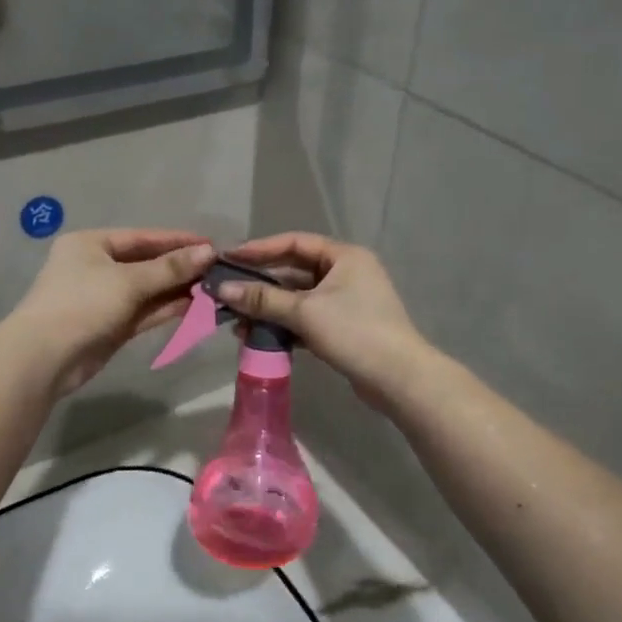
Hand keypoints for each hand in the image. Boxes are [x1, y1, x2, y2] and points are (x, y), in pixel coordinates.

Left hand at [6, 230, 216, 397]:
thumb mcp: (128, 281)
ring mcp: (103, 298)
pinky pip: (144, 311)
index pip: (142, 237)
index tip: (212, 245)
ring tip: (214, 287)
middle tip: (218, 269)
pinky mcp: (110, 326)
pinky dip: (166, 308)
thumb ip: (169, 268)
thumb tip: (209, 252)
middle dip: (180, 267)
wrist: (44, 358)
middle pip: (146, 263)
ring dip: (177, 289)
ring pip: (147, 290)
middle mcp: (96, 266)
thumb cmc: (82, 304)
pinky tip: (195, 305)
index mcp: (91, 243)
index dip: (177, 241)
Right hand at [214, 233, 429, 409]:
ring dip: (269, 309)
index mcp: (344, 256)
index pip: (294, 243)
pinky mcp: (343, 328)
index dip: (259, 249)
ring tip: (236, 321)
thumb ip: (263, 299)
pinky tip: (258, 337)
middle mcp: (346, 273)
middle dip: (260, 285)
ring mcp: (346, 302)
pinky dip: (284, 326)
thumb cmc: (354, 332)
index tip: (228, 257)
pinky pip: (306, 319)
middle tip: (226, 292)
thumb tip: (223, 289)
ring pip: (298, 298)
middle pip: (294, 272)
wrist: (398, 378)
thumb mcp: (305, 312)